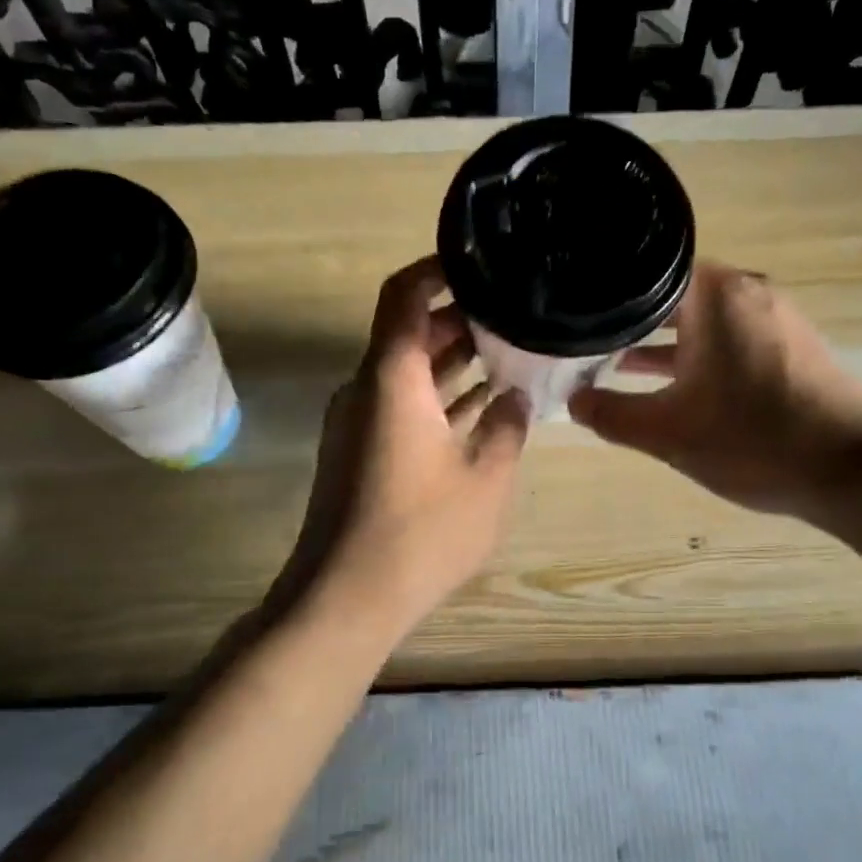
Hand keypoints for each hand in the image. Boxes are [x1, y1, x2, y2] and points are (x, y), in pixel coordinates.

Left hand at [273, 256, 529, 642]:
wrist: (346, 598)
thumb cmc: (421, 532)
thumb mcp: (486, 478)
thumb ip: (507, 427)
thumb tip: (515, 397)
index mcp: (392, 377)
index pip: (405, 294)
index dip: (440, 269)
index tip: (483, 264)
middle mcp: (366, 388)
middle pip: (410, 332)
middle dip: (461, 320)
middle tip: (515, 316)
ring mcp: (358, 423)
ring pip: (408, 373)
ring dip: (453, 362)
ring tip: (510, 355)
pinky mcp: (360, 454)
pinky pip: (401, 407)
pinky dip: (438, 399)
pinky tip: (482, 408)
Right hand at [569, 262, 861, 522]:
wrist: (852, 470)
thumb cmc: (752, 440)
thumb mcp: (667, 433)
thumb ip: (612, 415)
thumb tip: (573, 403)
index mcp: (715, 295)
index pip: (646, 273)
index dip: (608, 294)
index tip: (577, 312)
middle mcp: (747, 292)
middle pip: (673, 295)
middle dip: (631, 320)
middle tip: (588, 339)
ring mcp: (775, 318)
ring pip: (703, 320)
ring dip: (664, 342)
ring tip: (618, 364)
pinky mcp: (792, 345)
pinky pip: (730, 338)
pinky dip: (699, 355)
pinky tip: (675, 386)